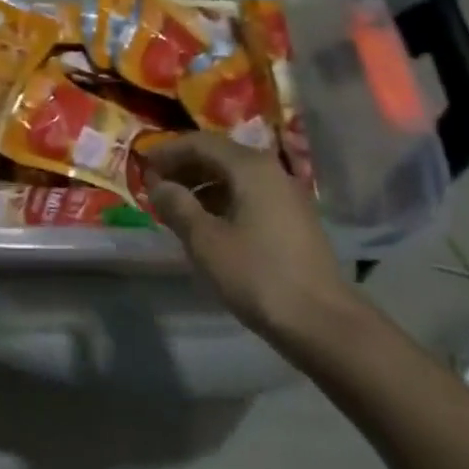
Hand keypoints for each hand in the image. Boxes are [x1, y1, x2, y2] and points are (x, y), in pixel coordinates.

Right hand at [144, 133, 358, 346]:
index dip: (167, 152)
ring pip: (234, 177)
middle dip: (183, 167)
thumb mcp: (205, 240)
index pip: (199, 142)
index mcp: (249, 166)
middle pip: (218, 155)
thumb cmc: (259, 275)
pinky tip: (207, 225)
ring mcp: (286, 196)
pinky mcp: (294, 221)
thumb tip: (158, 185)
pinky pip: (248, 195)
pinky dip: (222, 200)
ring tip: (176, 207)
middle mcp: (271, 171)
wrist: (326, 326)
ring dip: (201, 185)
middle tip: (156, 186)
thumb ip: (176, 206)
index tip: (142, 167)